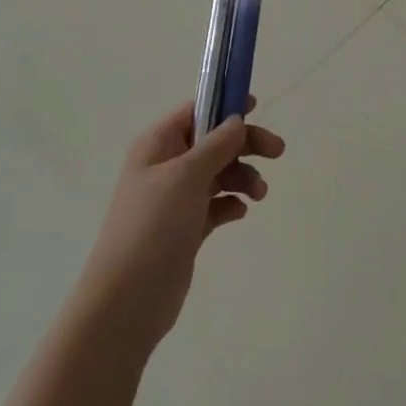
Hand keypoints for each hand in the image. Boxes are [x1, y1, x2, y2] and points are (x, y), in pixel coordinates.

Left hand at [76, 97, 285, 349]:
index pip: (196, 110)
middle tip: (278, 152)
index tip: (256, 106)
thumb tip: (236, 119)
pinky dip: (230, 203)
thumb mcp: (187, 176)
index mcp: (158, 144)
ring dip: (242, 176)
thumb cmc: (153, 226)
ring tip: (259, 195)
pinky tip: (240, 213)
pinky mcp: (185, 229)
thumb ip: (217, 144)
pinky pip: (215, 205)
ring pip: (218, 173)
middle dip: (245, 144)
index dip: (225, 104)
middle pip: (213, 142)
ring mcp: (175, 199)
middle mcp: (166, 166)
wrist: (127, 301)